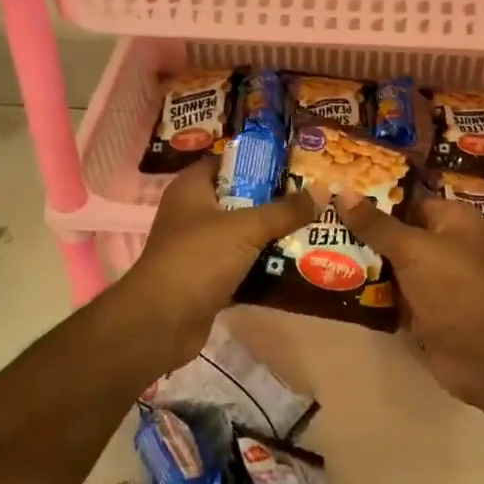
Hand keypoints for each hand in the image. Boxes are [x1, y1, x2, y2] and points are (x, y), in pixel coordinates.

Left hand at [115, 157, 317, 367]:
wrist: (161, 322)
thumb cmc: (197, 259)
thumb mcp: (245, 228)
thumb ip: (284, 211)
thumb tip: (322, 190)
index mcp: (192, 189)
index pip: (227, 162)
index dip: (258, 160)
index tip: (294, 164)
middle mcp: (193, 213)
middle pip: (240, 198)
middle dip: (274, 200)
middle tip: (312, 197)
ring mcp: (200, 248)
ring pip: (243, 234)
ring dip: (272, 235)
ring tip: (313, 228)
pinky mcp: (208, 279)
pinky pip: (243, 265)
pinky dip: (264, 266)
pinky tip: (297, 264)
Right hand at [336, 192, 483, 406]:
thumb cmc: (455, 288)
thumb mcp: (412, 249)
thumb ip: (376, 224)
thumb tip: (342, 191)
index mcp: (452, 220)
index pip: (407, 200)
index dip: (373, 198)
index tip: (335, 195)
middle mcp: (446, 246)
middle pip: (396, 233)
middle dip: (361, 233)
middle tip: (318, 224)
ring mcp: (435, 281)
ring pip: (391, 266)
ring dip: (362, 264)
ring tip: (317, 251)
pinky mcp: (424, 311)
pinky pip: (391, 295)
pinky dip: (370, 293)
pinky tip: (335, 285)